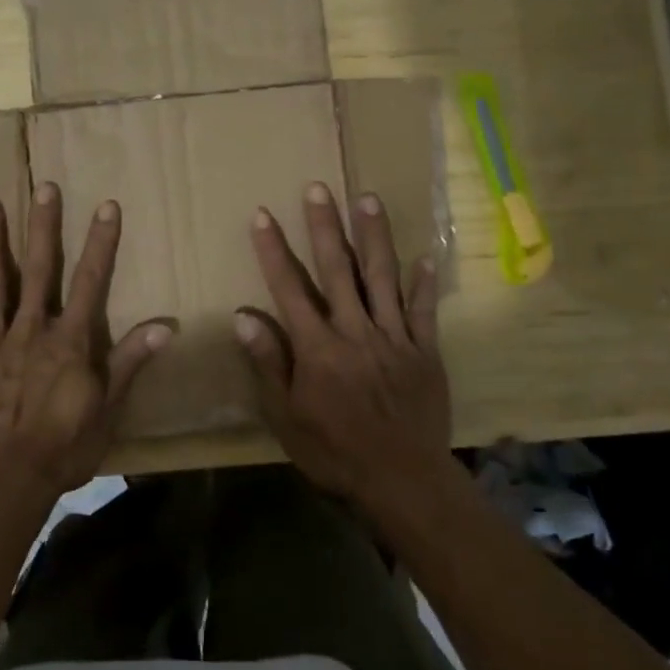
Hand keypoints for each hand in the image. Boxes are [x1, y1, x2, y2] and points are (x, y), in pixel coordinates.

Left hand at [0, 183, 170, 505]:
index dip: (101, 243)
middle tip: (44, 187)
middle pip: (39, 271)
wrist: (2, 485)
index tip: (107, 206)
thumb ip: (131, 363)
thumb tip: (166, 326)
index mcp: (68, 342)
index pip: (91, 282)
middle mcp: (30, 332)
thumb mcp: (107, 410)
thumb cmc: (62, 449)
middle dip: (43, 227)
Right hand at [235, 182, 452, 514]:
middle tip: (318, 188)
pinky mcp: (424, 351)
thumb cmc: (335, 452)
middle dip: (324, 226)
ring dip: (373, 236)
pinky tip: (424, 255)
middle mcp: (355, 332)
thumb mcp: (287, 417)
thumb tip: (244, 317)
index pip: (289, 288)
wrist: (402, 482)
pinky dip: (423, 282)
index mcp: (318, 348)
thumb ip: (269, 363)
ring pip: (382, 277)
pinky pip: (423, 310)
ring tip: (367, 198)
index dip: (273, 250)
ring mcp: (394, 338)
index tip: (262, 215)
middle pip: (337, 269)